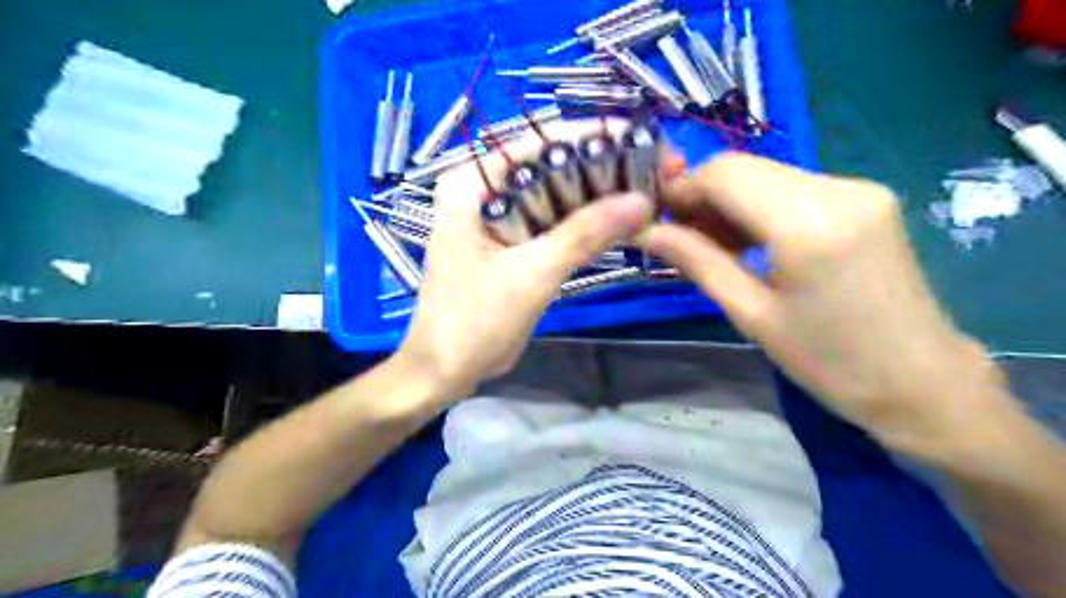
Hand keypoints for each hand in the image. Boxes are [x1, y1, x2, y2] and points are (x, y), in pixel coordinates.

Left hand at [400, 119, 659, 390]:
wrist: (444, 371)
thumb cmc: (473, 322)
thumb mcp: (530, 275)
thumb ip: (583, 234)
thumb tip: (641, 200)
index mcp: (473, 183)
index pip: (540, 142)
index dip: (596, 138)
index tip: (647, 142)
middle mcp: (484, 190)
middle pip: (552, 166)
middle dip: (605, 168)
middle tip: (660, 172)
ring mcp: (498, 217)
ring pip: (557, 194)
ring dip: (600, 197)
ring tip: (651, 192)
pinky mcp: (512, 243)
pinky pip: (554, 223)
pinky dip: (585, 224)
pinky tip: (622, 222)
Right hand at [650, 153, 1010, 451]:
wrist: (920, 381)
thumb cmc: (829, 361)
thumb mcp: (751, 315)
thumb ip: (698, 262)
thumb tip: (649, 233)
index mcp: (807, 224)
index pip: (725, 173)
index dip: (682, 187)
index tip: (657, 218)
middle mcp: (837, 190)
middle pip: (745, 166)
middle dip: (703, 195)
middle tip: (681, 236)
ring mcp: (858, 188)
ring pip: (767, 174)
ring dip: (730, 201)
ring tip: (713, 245)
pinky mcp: (866, 197)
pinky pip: (793, 186)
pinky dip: (759, 205)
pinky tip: (750, 240)